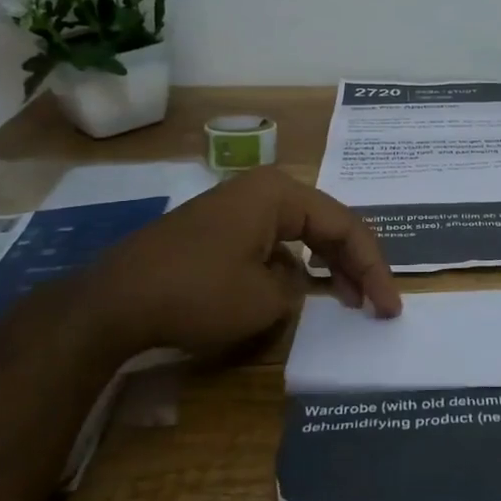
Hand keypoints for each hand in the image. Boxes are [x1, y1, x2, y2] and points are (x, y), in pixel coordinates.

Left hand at [67, 168, 401, 357]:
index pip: (345, 226)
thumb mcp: (264, 299)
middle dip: (353, 264)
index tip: (388, 308)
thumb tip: (292, 281)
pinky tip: (298, 292)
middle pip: (324, 225)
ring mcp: (234, 210)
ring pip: (298, 235)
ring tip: (346, 299)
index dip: (373, 268)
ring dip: (324, 266)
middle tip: (376, 303)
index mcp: (279, 193)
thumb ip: (298, 287)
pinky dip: (291, 268)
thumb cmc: (196, 293)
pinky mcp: (215, 232)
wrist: (111, 304)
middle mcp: (259, 192)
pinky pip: (269, 244)